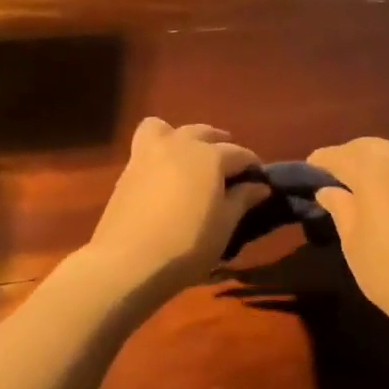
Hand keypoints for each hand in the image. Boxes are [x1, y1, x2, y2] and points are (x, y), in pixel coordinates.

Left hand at [85, 118, 269, 299]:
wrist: (129, 261)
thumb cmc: (188, 244)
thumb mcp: (224, 225)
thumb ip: (242, 200)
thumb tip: (260, 186)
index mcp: (210, 156)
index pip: (239, 153)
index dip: (252, 165)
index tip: (260, 180)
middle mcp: (180, 144)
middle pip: (205, 133)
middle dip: (221, 144)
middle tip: (229, 167)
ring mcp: (149, 153)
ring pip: (169, 128)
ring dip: (184, 137)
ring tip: (191, 158)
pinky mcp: (127, 169)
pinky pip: (147, 145)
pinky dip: (160, 151)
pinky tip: (166, 174)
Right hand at [307, 137, 388, 335]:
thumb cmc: (386, 267)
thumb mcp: (352, 240)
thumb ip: (340, 207)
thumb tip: (329, 190)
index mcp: (372, 168)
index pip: (339, 155)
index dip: (321, 162)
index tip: (310, 171)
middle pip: (370, 147)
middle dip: (351, 156)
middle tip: (336, 177)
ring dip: (382, 160)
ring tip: (370, 183)